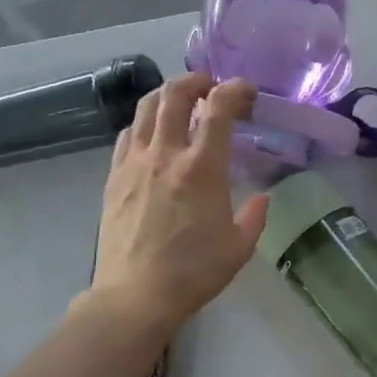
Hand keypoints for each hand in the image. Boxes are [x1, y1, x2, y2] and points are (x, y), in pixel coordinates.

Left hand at [90, 73, 268, 332]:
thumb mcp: (239, 247)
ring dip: (165, 94)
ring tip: (179, 99)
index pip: (218, 109)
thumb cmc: (194, 272)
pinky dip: (143, 123)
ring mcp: (134, 163)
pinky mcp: (113, 177)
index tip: (246, 90)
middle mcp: (165, 154)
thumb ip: (255, 217)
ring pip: (144, 108)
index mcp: (202, 167)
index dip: (235, 90)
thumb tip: (263, 199)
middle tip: (209, 85)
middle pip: (174, 95)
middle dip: (195, 80)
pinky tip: (152, 134)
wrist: (135, 295)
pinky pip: (127, 135)